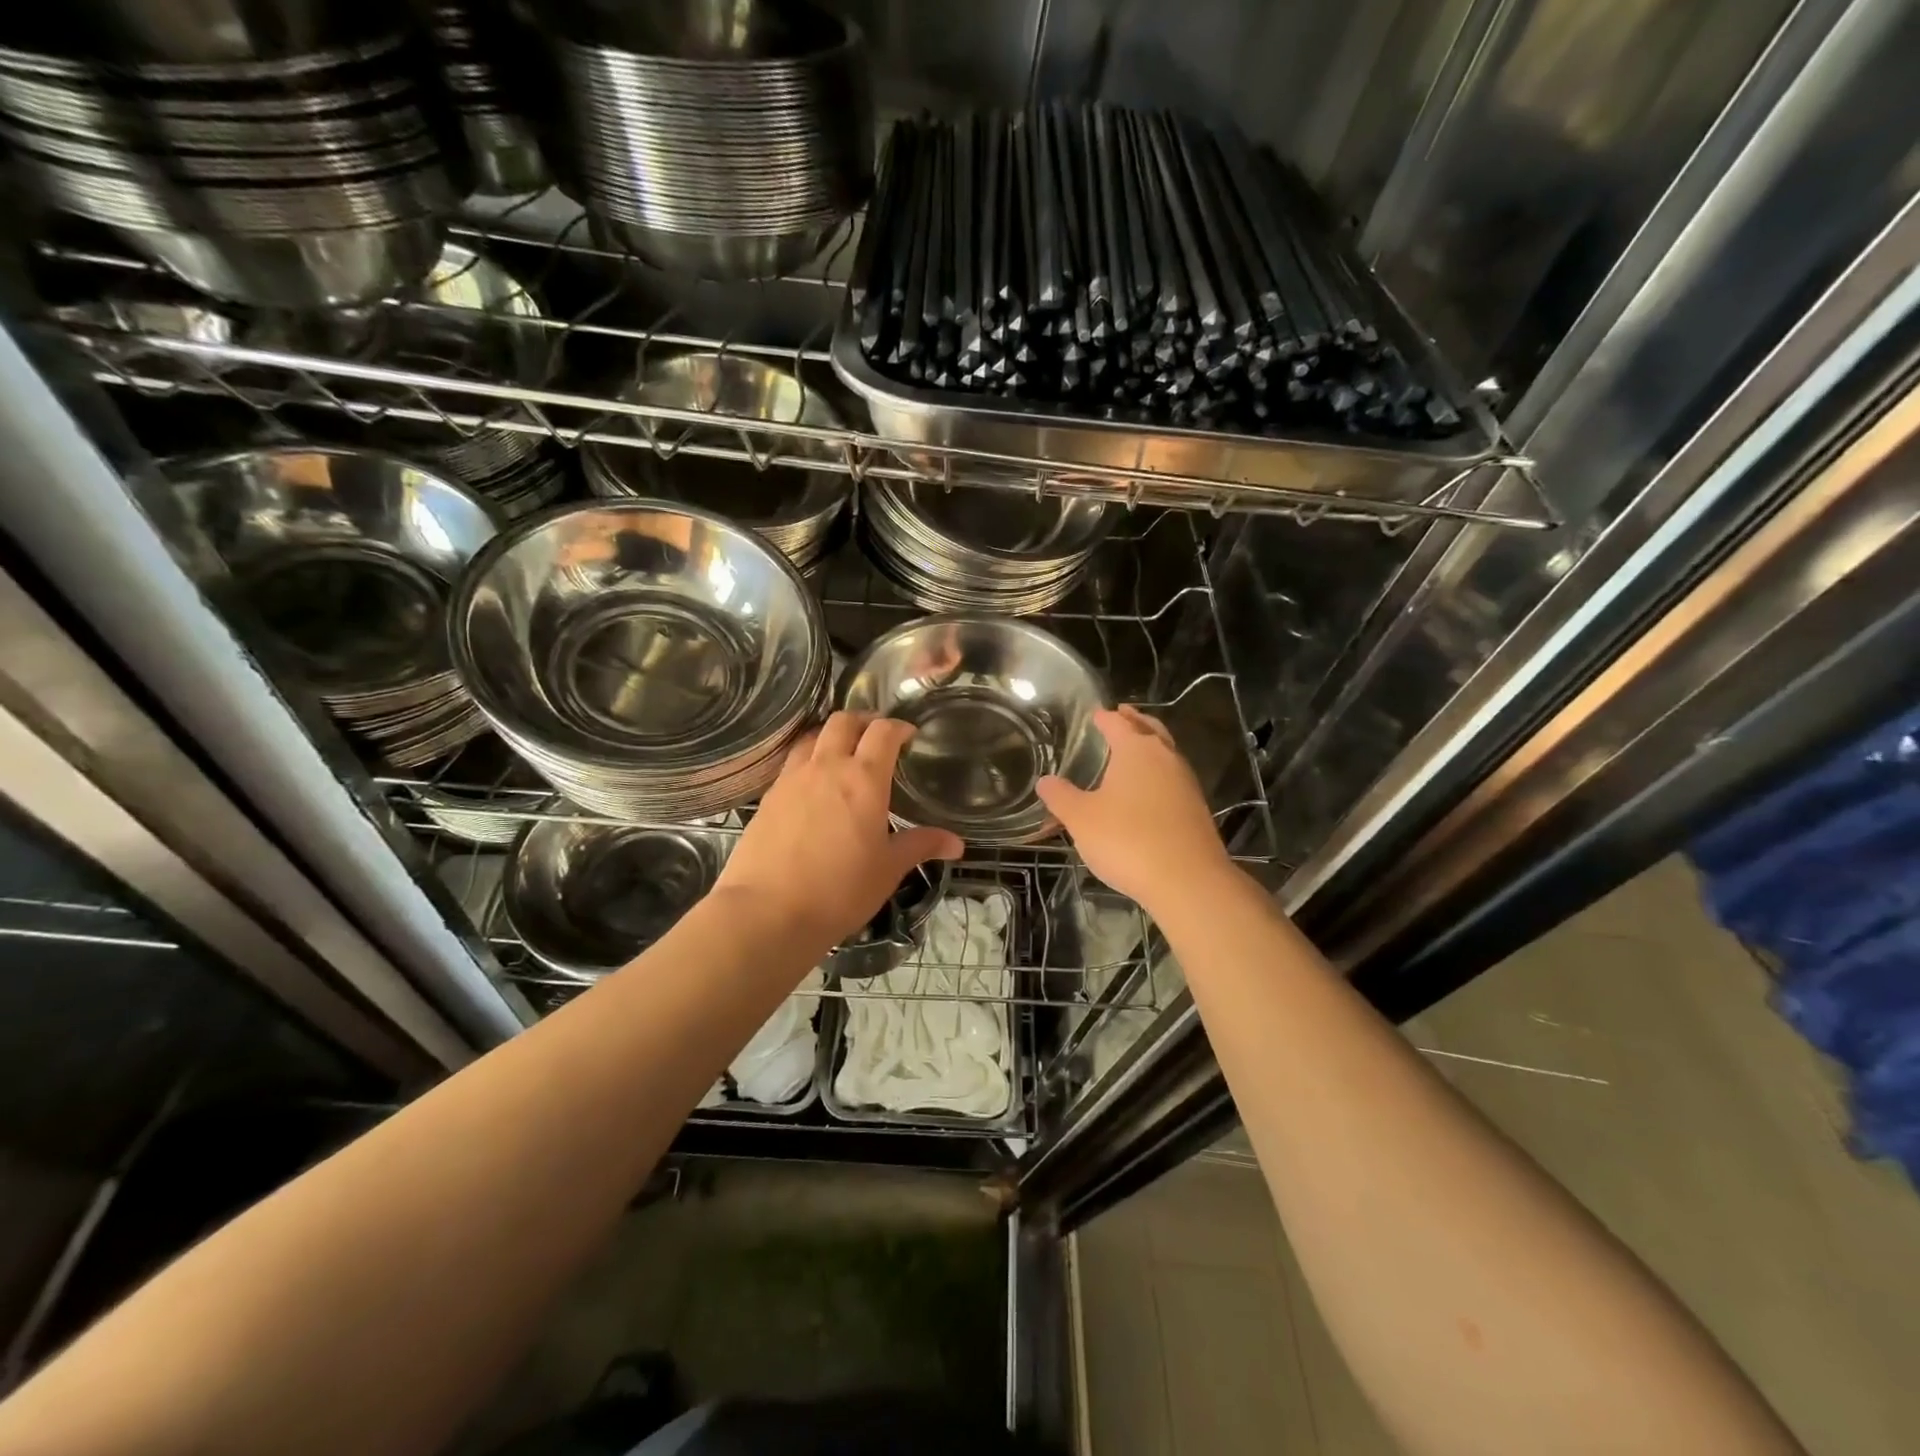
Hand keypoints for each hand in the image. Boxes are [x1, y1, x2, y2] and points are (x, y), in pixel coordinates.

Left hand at [713, 711, 963, 953]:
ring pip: (812, 736)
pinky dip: (808, 759)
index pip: (883, 732)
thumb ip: (921, 846)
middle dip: (864, 721)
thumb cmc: (840, 890)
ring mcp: (792, 778)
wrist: (768, 912)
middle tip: (877, 737)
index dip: (899, 726)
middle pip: (844, 721)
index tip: (909, 735)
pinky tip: (813, 785)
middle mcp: (826, 766)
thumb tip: (957, 844)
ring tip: (843, 753)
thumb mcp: (889, 869)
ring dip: (832, 735)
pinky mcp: (769, 796)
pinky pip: (792, 762)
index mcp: (863, 778)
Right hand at [1037, 706, 1233, 913]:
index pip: (1117, 723)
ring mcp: (1186, 783)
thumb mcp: (1081, 819)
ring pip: (1166, 754)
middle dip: (1135, 721)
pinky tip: (1147, 792)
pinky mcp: (1196, 809)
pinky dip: (1158, 775)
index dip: (1104, 718)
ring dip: (1150, 747)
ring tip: (1133, 752)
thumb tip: (1045, 781)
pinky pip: (1173, 780)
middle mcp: (1165, 758)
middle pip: (1150, 730)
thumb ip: (1061, 797)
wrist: (1187, 881)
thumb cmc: (1127, 840)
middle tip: (1122, 714)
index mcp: (1136, 750)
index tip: (1095, 714)